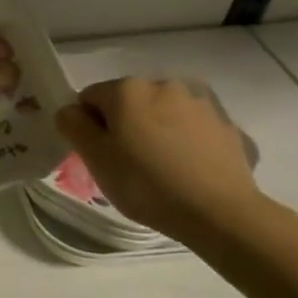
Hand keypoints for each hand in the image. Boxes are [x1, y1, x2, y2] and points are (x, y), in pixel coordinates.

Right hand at [55, 77, 266, 241]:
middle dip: (124, 125)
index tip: (100, 155)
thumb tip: (71, 111)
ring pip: (162, 112)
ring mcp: (200, 102)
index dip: (89, 126)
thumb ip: (73, 125)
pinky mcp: (226, 124)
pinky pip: (192, 127)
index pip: (90, 98)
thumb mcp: (95, 158)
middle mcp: (163, 85)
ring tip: (162, 167)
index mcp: (127, 89)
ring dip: (156, 129)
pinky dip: (185, 140)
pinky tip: (188, 169)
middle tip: (129, 163)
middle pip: (128, 102)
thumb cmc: (146, 183)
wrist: (221, 213)